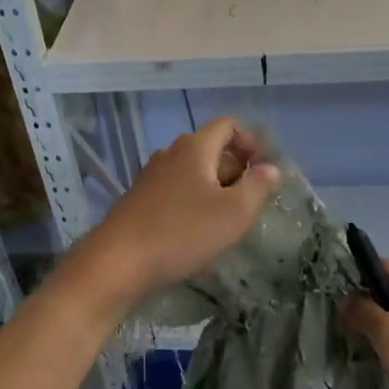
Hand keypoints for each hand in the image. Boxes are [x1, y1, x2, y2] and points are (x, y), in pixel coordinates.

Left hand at [69, 117, 280, 307]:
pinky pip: (175, 191)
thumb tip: (270, 168)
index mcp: (195, 148)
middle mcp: (171, 154)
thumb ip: (257, 187)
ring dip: (214, 190)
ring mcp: (151, 176)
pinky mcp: (139, 199)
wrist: (117, 262)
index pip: (227, 125)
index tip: (262, 172)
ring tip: (224, 223)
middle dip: (235, 171)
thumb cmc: (182, 233)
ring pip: (193, 173)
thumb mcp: (234, 213)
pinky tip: (195, 234)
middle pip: (211, 149)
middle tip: (247, 205)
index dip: (250, 142)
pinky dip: (192, 203)